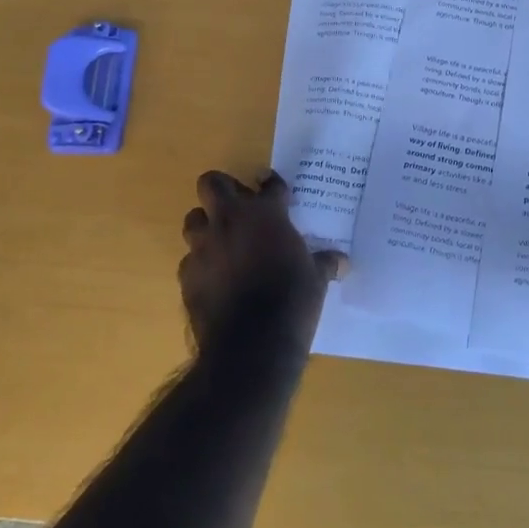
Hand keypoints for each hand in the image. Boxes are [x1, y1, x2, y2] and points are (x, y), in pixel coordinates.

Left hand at [178, 169, 346, 353]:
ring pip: (193, 219)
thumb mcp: (317, 280)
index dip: (273, 185)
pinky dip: (201, 264)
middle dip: (223, 189)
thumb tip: (342, 261)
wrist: (251, 344)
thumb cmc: (292, 300)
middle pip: (212, 183)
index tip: (276, 191)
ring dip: (206, 225)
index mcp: (264, 214)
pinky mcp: (187, 275)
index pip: (269, 184)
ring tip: (223, 241)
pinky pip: (189, 260)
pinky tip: (216, 279)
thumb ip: (324, 263)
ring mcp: (203, 247)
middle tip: (238, 205)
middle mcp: (229, 221)